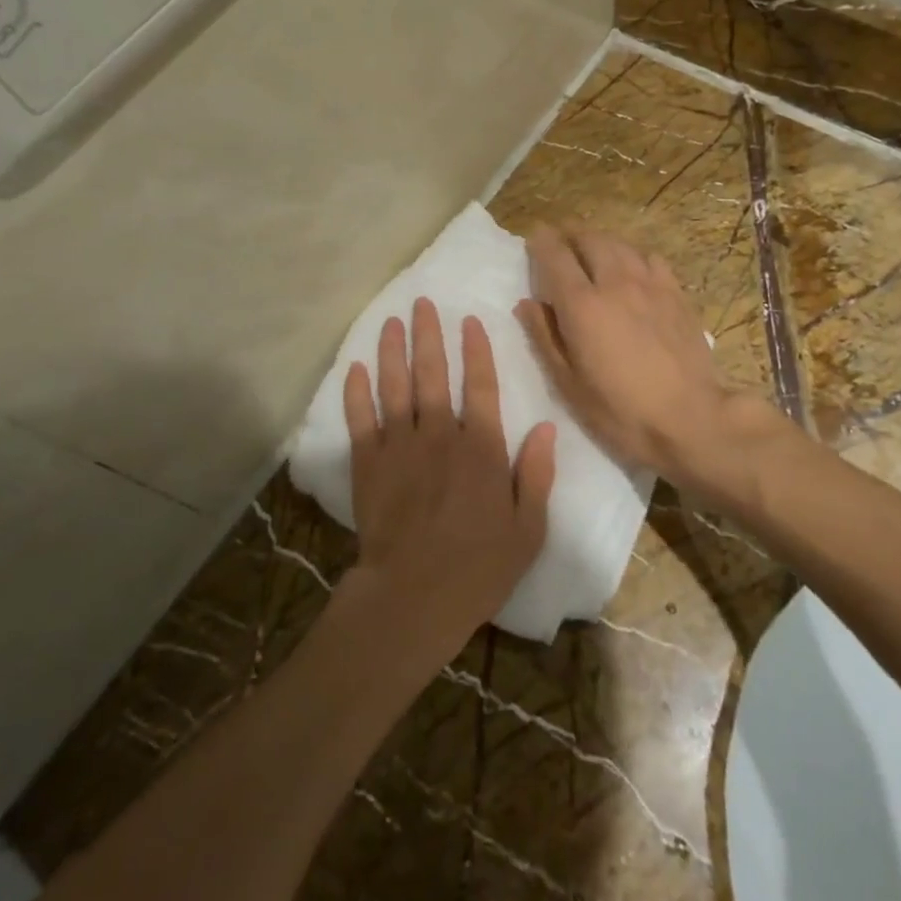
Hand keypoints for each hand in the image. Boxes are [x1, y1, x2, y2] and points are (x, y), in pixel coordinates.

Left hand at [340, 297, 554, 663]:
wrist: (413, 597)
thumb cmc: (478, 568)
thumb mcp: (528, 529)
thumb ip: (536, 475)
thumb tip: (546, 428)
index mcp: (481, 448)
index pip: (481, 386)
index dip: (476, 351)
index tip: (469, 321)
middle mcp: (440, 435)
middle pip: (433, 374)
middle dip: (429, 335)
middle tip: (421, 303)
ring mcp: (399, 447)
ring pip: (395, 387)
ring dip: (392, 351)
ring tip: (391, 321)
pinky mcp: (368, 464)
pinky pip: (359, 419)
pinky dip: (355, 392)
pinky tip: (354, 368)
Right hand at [516, 227, 755, 503]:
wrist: (690, 418)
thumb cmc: (620, 410)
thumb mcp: (568, 383)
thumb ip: (544, 337)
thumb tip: (527, 304)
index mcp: (581, 304)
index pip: (554, 255)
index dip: (540, 241)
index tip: (534, 239)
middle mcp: (614, 282)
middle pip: (588, 239)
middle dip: (570, 236)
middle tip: (561, 245)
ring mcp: (650, 284)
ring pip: (620, 244)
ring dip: (600, 242)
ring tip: (592, 253)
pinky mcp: (676, 293)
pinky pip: (650, 258)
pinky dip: (633, 256)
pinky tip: (633, 272)